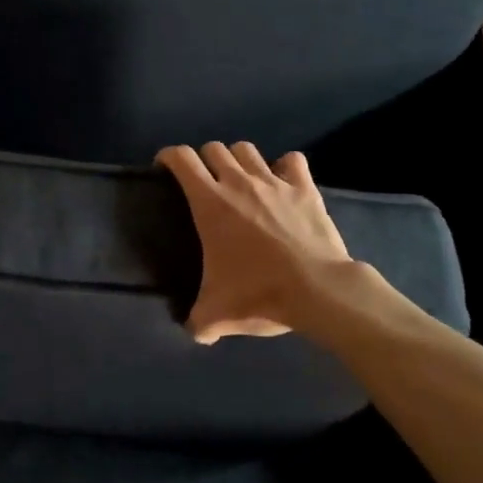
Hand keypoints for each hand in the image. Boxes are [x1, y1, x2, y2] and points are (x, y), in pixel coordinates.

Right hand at [157, 141, 385, 343]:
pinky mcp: (304, 188)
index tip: (164, 168)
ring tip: (240, 178)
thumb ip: (199, 321)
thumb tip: (195, 333)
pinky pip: (292, 161)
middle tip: (205, 181)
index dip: (169, 156)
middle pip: (214, 148)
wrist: (317, 290)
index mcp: (210, 202)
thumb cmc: (259, 293)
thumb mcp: (219, 314)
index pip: (181, 159)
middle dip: (204, 159)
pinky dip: (285, 166)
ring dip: (239, 159)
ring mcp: (273, 181)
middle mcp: (238, 182)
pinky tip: (283, 181)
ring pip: (247, 150)